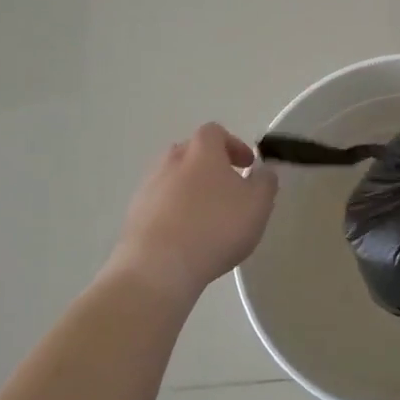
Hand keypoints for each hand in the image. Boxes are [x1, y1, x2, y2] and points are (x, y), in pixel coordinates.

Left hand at [109, 123, 277, 305]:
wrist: (158, 267)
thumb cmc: (216, 227)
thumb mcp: (258, 205)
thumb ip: (265, 182)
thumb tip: (262, 171)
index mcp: (202, 151)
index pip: (215, 132)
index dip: (233, 145)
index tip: (247, 165)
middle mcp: (171, 162)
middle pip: (191, 152)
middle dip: (210, 166)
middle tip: (228, 189)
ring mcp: (148, 188)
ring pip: (173, 179)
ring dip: (190, 190)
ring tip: (207, 217)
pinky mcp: (134, 215)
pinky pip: (159, 204)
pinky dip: (173, 212)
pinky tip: (186, 237)